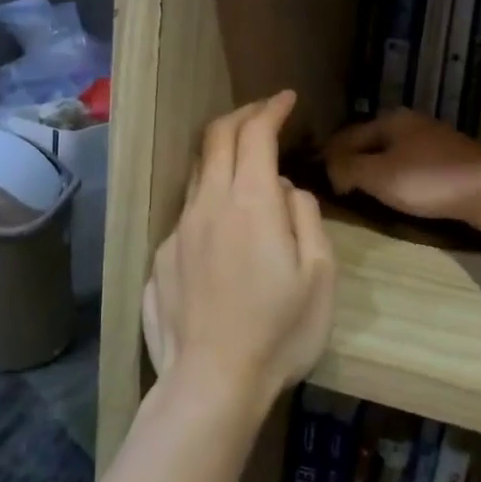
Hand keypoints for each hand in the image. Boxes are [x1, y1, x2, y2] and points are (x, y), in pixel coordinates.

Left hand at [142, 92, 335, 417]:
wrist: (212, 383)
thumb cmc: (280, 332)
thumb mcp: (319, 275)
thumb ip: (304, 217)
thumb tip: (284, 189)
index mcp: (250, 202)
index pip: (254, 133)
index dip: (270, 108)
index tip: (286, 98)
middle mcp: (208, 204)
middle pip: (216, 138)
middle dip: (242, 116)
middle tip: (264, 113)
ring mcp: (178, 231)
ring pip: (197, 172)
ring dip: (220, 152)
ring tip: (243, 158)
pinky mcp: (161, 258)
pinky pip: (188, 211)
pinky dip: (209, 196)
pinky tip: (222, 222)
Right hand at [323, 109, 480, 229]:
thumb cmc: (430, 180)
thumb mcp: (379, 176)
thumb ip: (348, 169)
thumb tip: (329, 168)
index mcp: (390, 120)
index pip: (346, 136)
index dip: (330, 158)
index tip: (320, 183)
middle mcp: (410, 123)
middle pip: (369, 142)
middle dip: (352, 162)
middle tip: (338, 188)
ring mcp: (433, 140)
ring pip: (391, 153)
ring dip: (374, 170)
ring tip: (363, 192)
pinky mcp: (449, 159)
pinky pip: (410, 165)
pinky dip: (396, 176)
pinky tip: (396, 192)